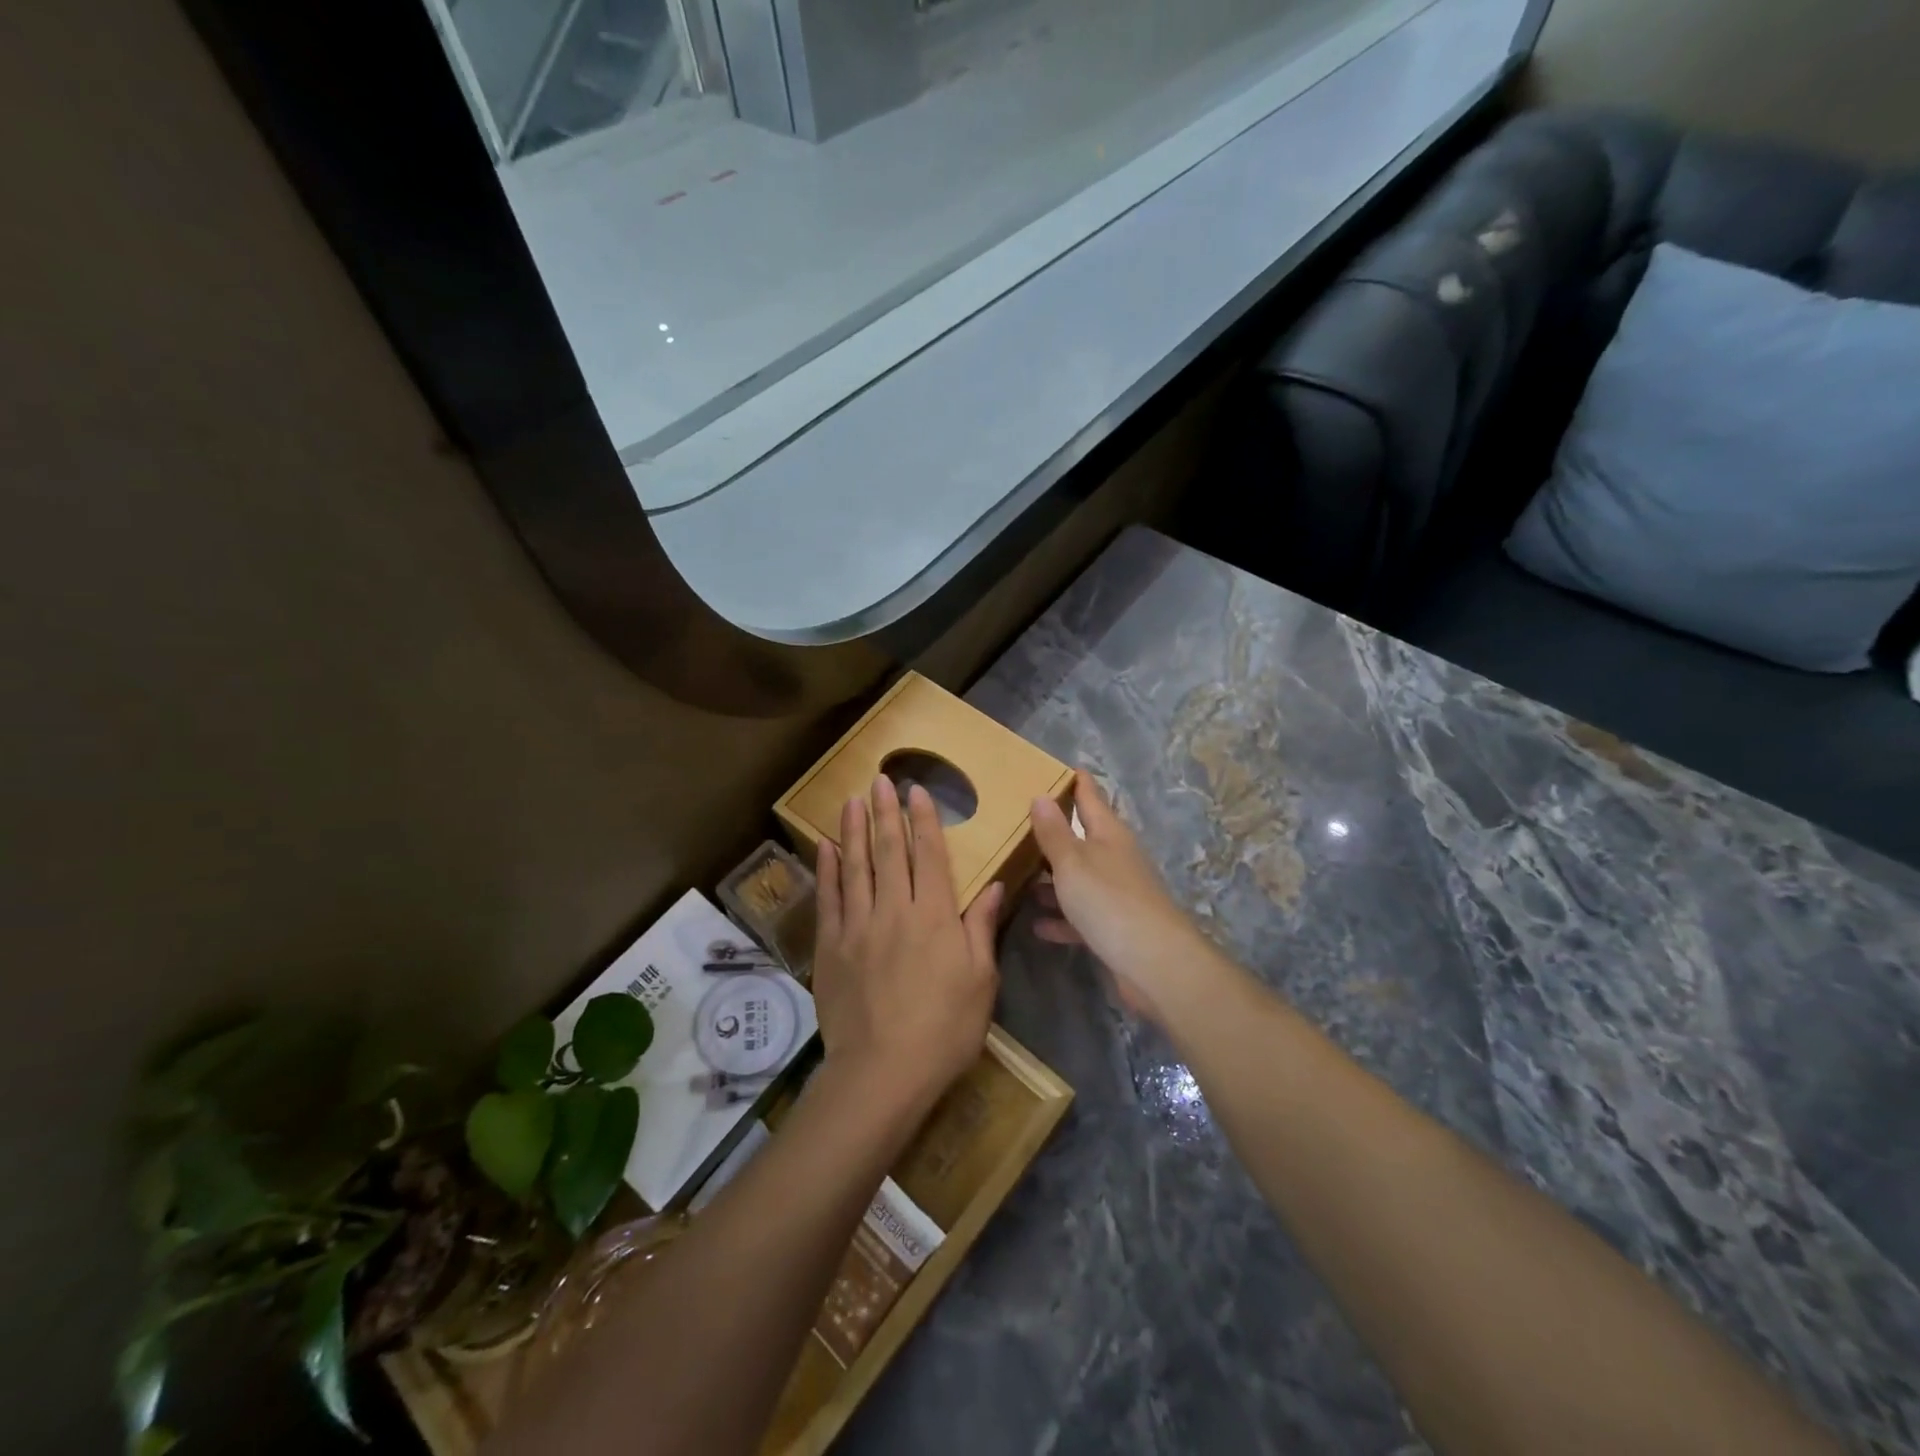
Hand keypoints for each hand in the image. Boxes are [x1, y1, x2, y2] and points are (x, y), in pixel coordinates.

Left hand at [813, 776, 1001, 1117]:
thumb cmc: (944, 1029)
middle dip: (885, 813)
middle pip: (890, 852)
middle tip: (879, 779)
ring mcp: (858, 926)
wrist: (883, 1072)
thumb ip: (980, 928)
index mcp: (934, 917)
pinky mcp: (831, 947)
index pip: (929, 856)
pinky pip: (829, 898)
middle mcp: (895, 910)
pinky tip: (826, 847)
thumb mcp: (980, 981)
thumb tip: (993, 885)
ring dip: (854, 830)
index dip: (923, 820)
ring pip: (856, 867)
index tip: (916, 791)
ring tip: (851, 800)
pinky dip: (827, 870)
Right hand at [1029, 774, 1230, 1026]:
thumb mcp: (1072, 862)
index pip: (1090, 795)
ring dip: (1052, 879)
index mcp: (1108, 834)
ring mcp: (1116, 893)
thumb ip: (1054, 832)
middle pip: (1082, 838)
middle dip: (1053, 832)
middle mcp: (1115, 858)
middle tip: (1017, 824)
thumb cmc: (1109, 901)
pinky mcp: (1114, 927)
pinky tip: (1038, 925)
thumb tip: (1041, 795)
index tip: (1054, 767)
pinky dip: (1061, 918)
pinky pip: (1080, 915)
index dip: (1074, 781)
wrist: (1154, 964)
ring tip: (1017, 877)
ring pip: (1078, 878)